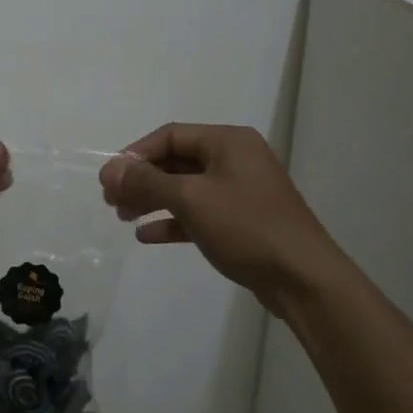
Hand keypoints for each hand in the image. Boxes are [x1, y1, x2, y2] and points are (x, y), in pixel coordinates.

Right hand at [100, 124, 342, 304]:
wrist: (302, 277)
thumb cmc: (246, 226)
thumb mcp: (191, 199)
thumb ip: (147, 182)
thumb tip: (109, 170)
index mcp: (228, 141)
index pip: (170, 135)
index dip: (136, 154)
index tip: (110, 179)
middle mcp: (235, 159)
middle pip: (177, 161)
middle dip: (142, 179)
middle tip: (111, 200)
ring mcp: (240, 191)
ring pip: (186, 188)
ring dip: (153, 200)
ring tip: (123, 217)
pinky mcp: (242, 221)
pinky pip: (199, 213)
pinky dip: (173, 221)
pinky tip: (147, 236)